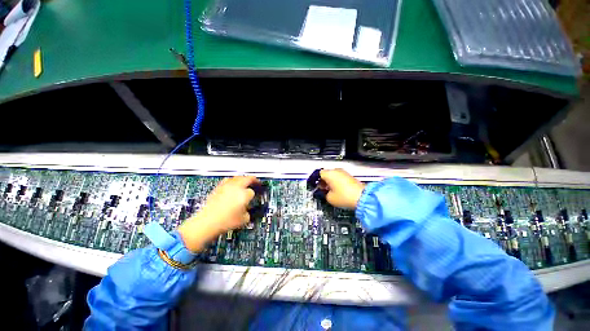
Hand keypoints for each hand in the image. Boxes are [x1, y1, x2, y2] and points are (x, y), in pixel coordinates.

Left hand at [178, 176, 258, 251]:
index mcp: (245, 194)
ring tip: (245, 180)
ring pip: (237, 177)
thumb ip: (248, 213)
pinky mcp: (218, 188)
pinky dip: (232, 180)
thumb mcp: (244, 219)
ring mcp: (226, 186)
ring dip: (243, 178)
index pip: (253, 191)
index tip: (253, 198)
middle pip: (247, 178)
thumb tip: (247, 211)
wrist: (207, 222)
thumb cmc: (224, 221)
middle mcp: (236, 187)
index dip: (254, 195)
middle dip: (253, 180)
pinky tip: (232, 183)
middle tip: (256, 181)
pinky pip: (227, 180)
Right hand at [320, 169, 364, 209]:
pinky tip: (337, 190)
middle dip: (323, 181)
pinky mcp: (349, 177)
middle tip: (322, 189)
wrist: (362, 197)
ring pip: (333, 175)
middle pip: (326, 173)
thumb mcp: (329, 198)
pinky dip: (336, 182)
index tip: (315, 185)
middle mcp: (336, 171)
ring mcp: (344, 173)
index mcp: (329, 174)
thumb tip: (325, 192)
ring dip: (330, 181)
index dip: (316, 180)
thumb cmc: (344, 196)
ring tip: (329, 190)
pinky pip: (339, 177)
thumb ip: (324, 193)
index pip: (319, 173)